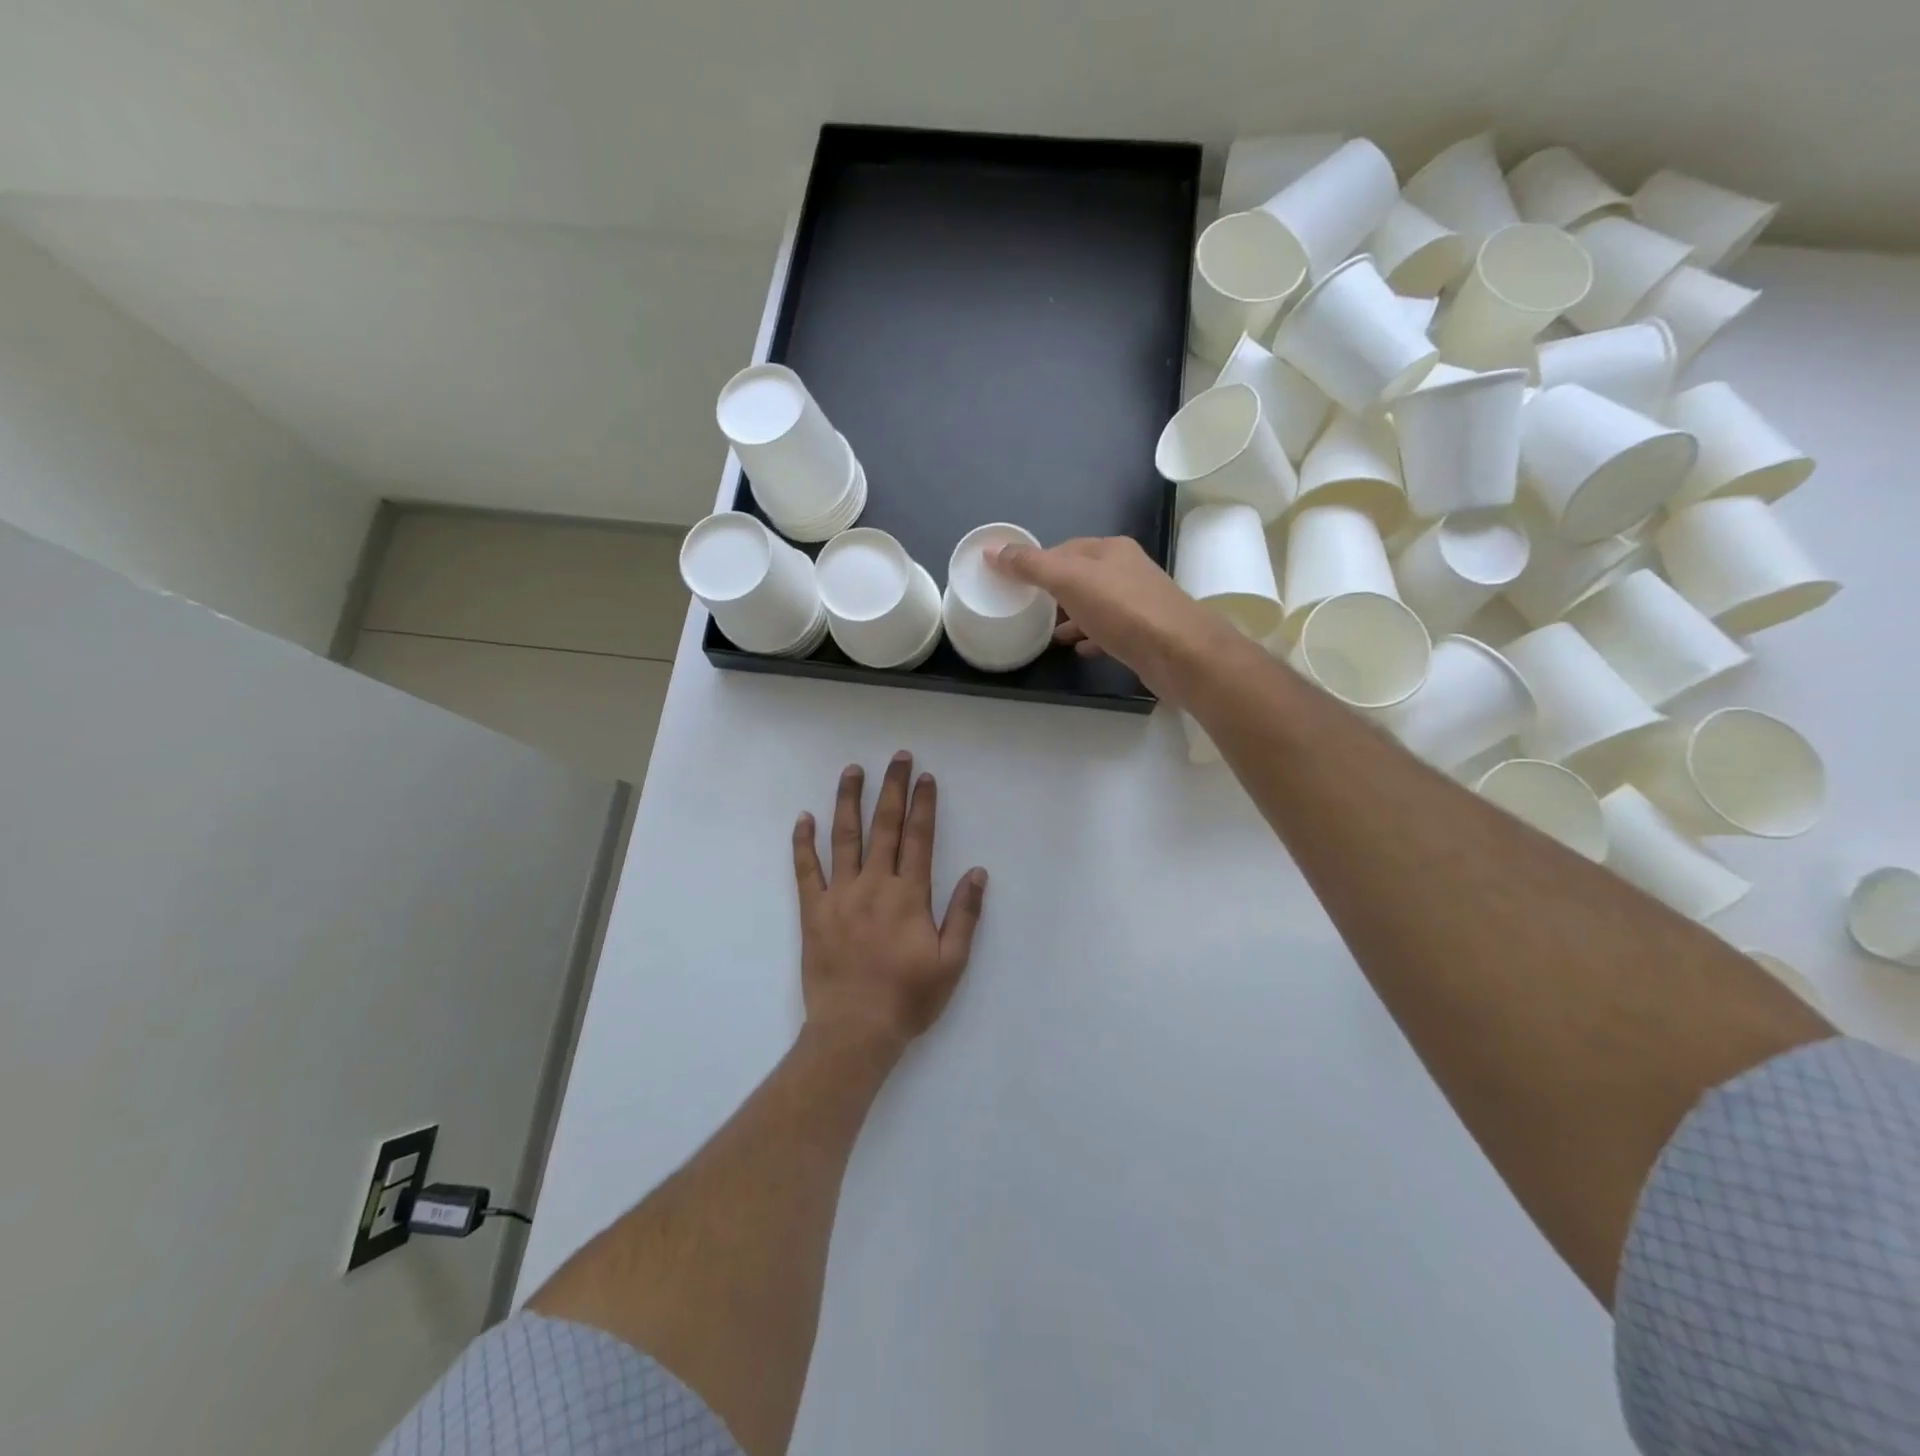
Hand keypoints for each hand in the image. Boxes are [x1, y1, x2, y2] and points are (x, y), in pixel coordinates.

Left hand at [792, 752, 987, 1056]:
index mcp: (909, 895)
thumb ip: (965, 914)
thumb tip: (977, 872)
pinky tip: (804, 818)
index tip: (925, 777)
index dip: (923, 805)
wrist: (854, 1031)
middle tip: (897, 757)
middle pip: (885, 826)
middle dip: (893, 789)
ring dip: (849, 801)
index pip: (919, 838)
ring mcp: (840, 895)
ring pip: (844, 837)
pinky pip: (806, 869)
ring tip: (853, 770)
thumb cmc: (907, 998)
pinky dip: (803, 842)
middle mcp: (874, 885)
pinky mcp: (813, 910)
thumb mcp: (951, 962)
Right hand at [990, 537, 1241, 702]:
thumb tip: (993, 551)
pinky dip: (1091, 637)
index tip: (1014, 582)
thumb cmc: (1122, 609)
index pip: (1065, 548)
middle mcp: (1127, 571)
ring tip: (1048, 634)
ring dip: (1072, 616)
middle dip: (1054, 591)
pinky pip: (1109, 632)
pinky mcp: (1144, 634)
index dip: (1038, 562)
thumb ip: (1031, 566)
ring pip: (1095, 605)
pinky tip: (1079, 650)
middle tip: (1026, 609)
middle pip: (1081, 576)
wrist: (1179, 652)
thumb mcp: (1069, 580)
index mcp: (1110, 550)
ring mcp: (1138, 603)